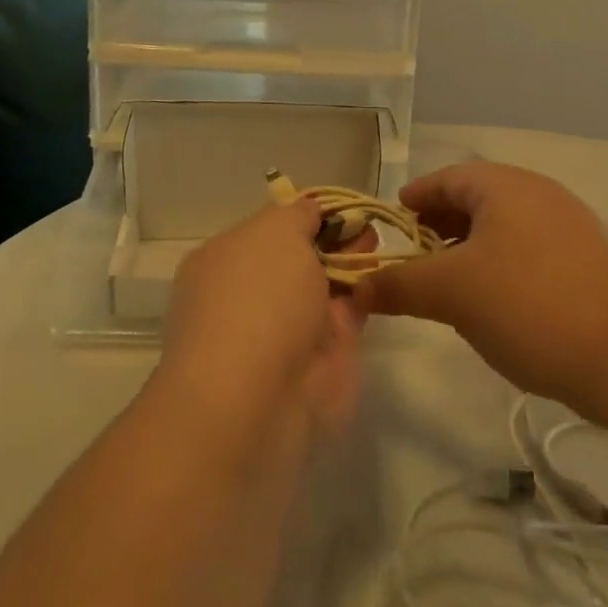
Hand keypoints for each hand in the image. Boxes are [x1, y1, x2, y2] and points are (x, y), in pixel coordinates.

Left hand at [156, 200, 364, 447]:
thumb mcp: (274, 231)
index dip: (304, 214)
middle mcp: (250, 294)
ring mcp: (283, 331)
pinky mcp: (320, 362)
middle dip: (333, 238)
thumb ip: (297, 215)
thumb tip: (311, 211)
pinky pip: (345, 317)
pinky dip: (363, 296)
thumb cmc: (256, 297)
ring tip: (379, 241)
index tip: (338, 206)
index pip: (268, 229)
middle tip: (367, 223)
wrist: (256, 400)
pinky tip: (383, 276)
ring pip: (324, 288)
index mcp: (224, 260)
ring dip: (351, 264)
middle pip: (299, 258)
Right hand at [356, 162, 607, 418]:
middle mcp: (538, 192)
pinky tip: (498, 300)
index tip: (396, 218)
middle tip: (418, 253)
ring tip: (453, 280)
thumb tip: (358, 287)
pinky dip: (504, 261)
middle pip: (477, 198)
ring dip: (473, 246)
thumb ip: (400, 285)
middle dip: (443, 223)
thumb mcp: (452, 294)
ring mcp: (570, 224)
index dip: (416, 197)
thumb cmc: (528, 304)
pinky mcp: (591, 259)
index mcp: (503, 185)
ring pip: (506, 224)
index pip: (446, 178)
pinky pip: (532, 247)